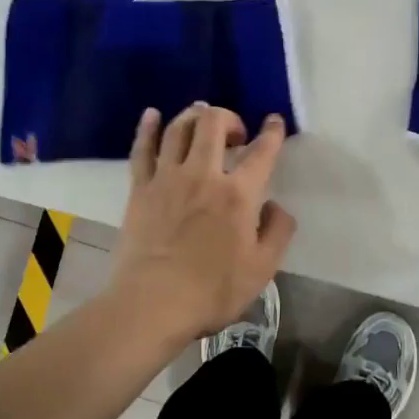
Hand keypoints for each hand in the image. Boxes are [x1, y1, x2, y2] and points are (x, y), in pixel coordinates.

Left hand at [109, 103, 296, 342]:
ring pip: (178, 128)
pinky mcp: (140, 189)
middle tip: (235, 134)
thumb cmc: (212, 291)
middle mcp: (203, 175)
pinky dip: (147, 127)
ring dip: (194, 116)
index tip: (274, 122)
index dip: (272, 132)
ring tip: (202, 118)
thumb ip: (278, 231)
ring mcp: (167, 178)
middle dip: (228, 117)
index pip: (262, 152)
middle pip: (213, 124)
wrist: (152, 304)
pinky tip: (152, 115)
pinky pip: (142, 149)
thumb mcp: (263, 268)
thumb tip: (275, 205)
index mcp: (238, 194)